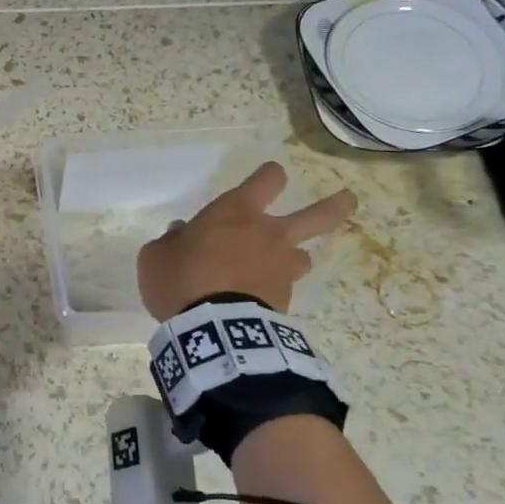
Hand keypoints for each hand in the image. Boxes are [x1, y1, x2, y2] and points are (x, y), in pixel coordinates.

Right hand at [137, 162, 357, 317]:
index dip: (269, 175)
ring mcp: (282, 268)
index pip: (266, 179)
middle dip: (336, 205)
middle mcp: (268, 233)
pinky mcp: (285, 300)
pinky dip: (274, 290)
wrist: (211, 328)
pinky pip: (284, 288)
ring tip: (284, 266)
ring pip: (305, 256)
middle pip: (318, 213)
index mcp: (235, 212)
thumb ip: (171, 241)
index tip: (270, 175)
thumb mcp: (157, 255)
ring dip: (296, 257)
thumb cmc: (180, 278)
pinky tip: (259, 300)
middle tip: (348, 199)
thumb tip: (182, 233)